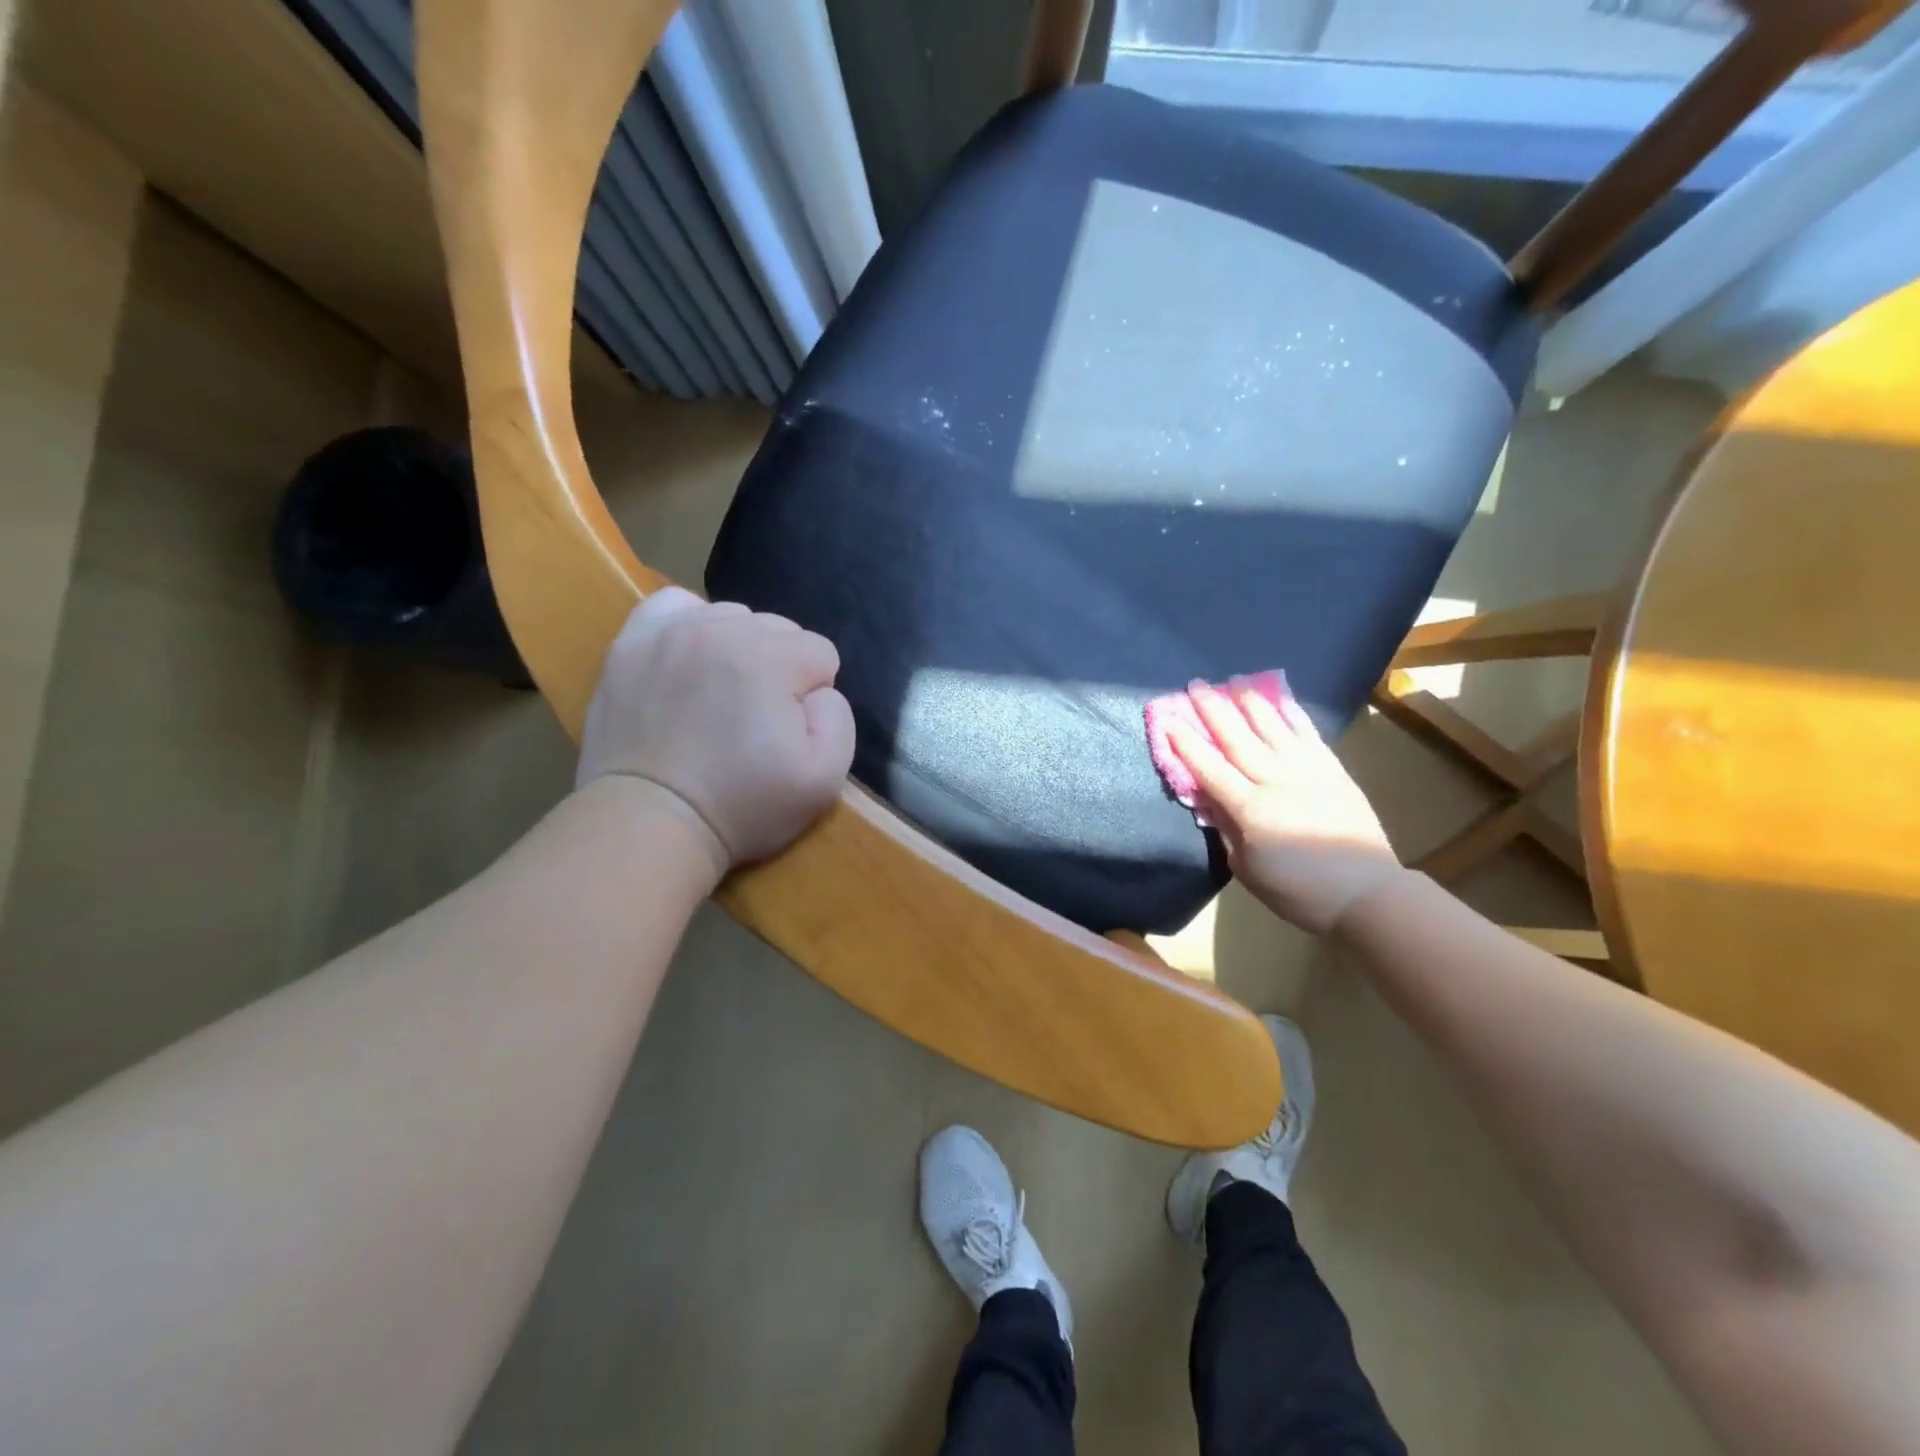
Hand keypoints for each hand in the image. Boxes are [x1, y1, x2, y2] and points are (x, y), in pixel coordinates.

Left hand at [576, 589, 855, 872]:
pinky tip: (691, 661)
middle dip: (780, 669)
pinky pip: (676, 607)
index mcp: (772, 658)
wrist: (649, 822)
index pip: (821, 653)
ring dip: (739, 648)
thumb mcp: (824, 779)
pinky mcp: (632, 642)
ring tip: (722, 696)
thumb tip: (819, 692)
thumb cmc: (742, 805)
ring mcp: (672, 631)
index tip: (789, 732)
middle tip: (756, 719)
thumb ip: (839, 719)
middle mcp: (724, 628)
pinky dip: (692, 626)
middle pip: (779, 629)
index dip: (814, 695)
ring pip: (733, 617)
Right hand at [1165, 681, 1402, 935]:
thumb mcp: (1247, 870)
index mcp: (1251, 810)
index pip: (1210, 770)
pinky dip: (1292, 714)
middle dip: (1213, 711)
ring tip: (1234, 680)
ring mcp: (1308, 771)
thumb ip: (1225, 831)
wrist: (1366, 892)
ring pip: (1272, 728)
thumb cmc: (1299, 891)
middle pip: (1238, 739)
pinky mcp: (1333, 770)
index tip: (1169, 721)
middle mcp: (1277, 781)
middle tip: (1195, 685)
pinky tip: (1280, 699)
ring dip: (1250, 702)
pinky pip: (1308, 735)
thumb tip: (1209, 801)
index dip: (1187, 745)